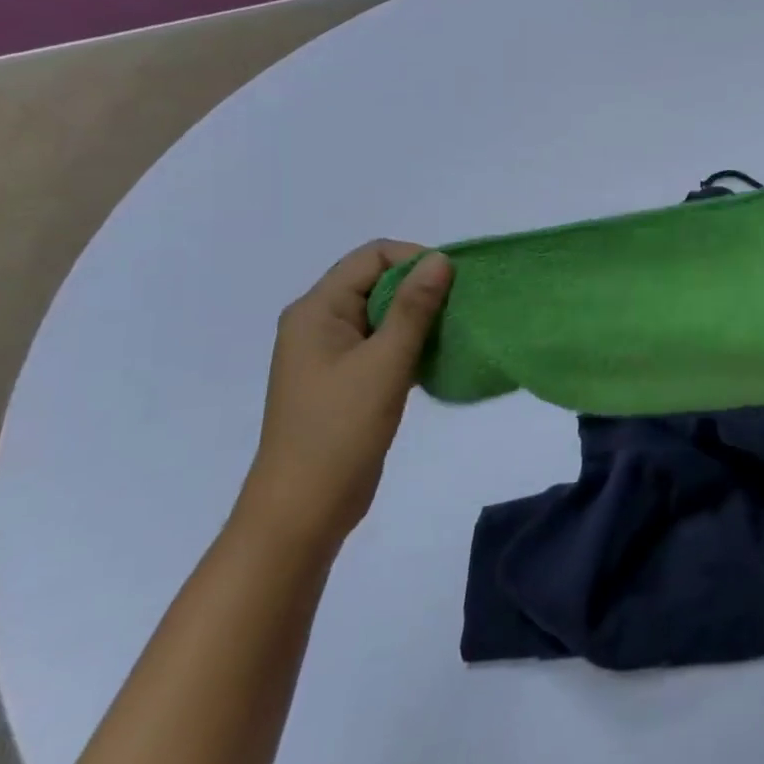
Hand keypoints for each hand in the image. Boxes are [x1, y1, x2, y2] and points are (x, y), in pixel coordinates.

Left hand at [233, 241, 453, 554]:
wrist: (304, 506)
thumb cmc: (340, 429)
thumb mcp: (385, 362)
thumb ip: (414, 307)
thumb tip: (440, 260)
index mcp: (317, 310)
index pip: (372, 256)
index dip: (415, 260)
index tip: (454, 285)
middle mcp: (319, 322)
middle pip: (376, 280)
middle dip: (421, 288)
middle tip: (460, 310)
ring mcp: (330, 353)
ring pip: (382, 313)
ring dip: (419, 317)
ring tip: (454, 334)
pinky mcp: (345, 378)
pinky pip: (382, 342)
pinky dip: (410, 342)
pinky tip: (436, 359)